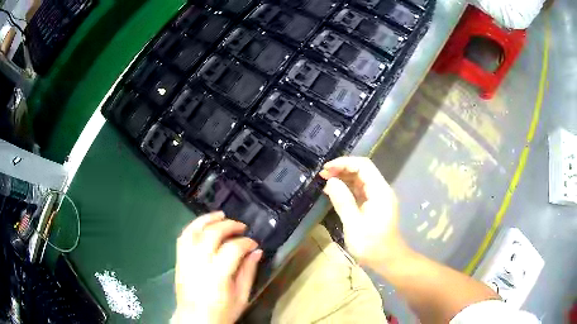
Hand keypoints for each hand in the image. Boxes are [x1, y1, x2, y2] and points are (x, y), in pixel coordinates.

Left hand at [174, 212, 262, 323]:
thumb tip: (257, 251)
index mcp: (217, 276)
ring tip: (221, 215)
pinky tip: (203, 225)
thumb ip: (249, 272)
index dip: (246, 242)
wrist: (195, 320)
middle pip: (212, 234)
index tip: (254, 243)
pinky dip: (193, 227)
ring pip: (194, 231)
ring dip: (208, 219)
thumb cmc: (221, 312)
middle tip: (241, 226)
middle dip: (229, 225)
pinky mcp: (179, 261)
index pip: (233, 249)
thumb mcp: (241, 297)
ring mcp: (186, 261)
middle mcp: (199, 264)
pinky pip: (183, 238)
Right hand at [320, 157, 404, 268]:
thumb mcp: (354, 225)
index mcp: (380, 191)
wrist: (388, 260)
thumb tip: (331, 181)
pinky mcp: (375, 205)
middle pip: (362, 170)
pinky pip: (361, 190)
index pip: (363, 166)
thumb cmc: (371, 245)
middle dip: (342, 169)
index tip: (326, 169)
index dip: (344, 163)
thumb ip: (343, 201)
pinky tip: (335, 192)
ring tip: (325, 181)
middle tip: (322, 175)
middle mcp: (381, 190)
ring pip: (361, 179)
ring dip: (344, 177)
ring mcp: (379, 197)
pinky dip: (347, 188)